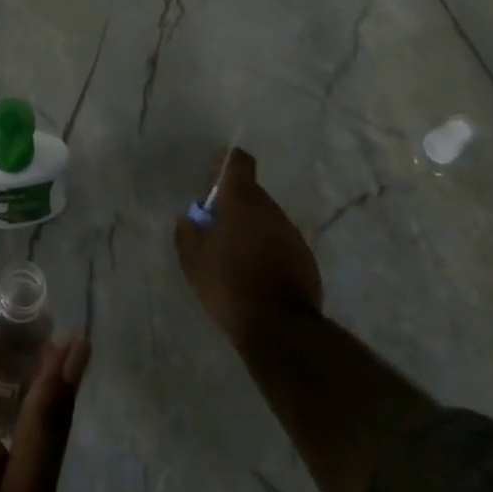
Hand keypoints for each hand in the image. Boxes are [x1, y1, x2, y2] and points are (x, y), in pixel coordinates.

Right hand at [174, 148, 323, 348]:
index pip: (238, 162)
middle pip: (252, 192)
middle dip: (235, 204)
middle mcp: (269, 208)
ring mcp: (291, 233)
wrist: (281, 329)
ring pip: (267, 219)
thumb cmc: (230, 285)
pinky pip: (281, 243)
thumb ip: (187, 234)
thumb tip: (187, 219)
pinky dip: (269, 250)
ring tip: (237, 255)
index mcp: (241, 200)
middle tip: (218, 227)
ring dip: (253, 228)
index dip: (226, 164)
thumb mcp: (194, 262)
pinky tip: (257, 274)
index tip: (214, 178)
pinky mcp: (306, 258)